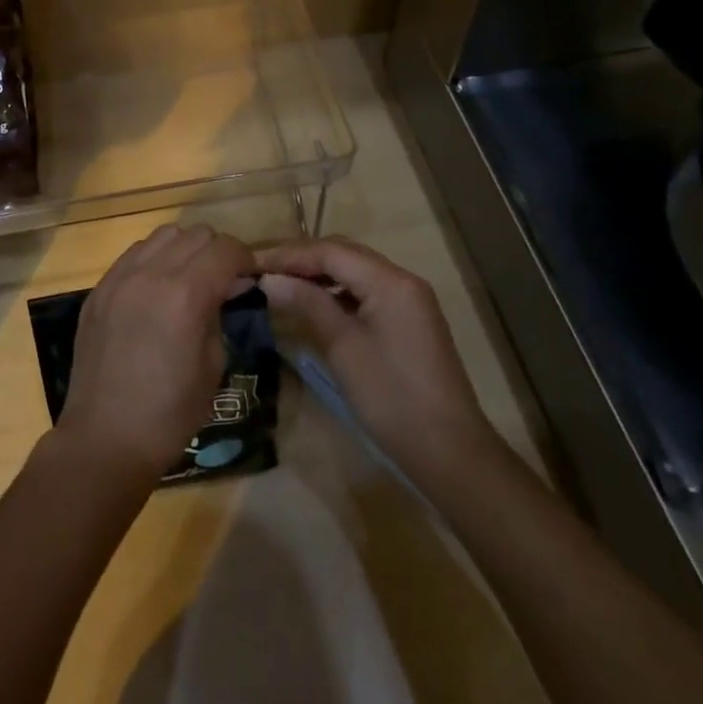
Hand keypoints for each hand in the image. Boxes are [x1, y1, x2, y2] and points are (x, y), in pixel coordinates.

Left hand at [57, 224, 255, 483]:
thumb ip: (219, 313)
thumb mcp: (213, 364)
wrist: (106, 437)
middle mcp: (150, 273)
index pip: (225, 250)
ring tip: (188, 279)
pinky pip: (133, 254)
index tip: (250, 276)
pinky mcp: (99, 288)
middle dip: (216, 251)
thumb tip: (226, 287)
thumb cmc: (170, 411)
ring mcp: (119, 277)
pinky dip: (153, 260)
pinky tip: (156, 289)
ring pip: (162, 235)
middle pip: (195, 234)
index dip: (244, 259)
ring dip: (184, 249)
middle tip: (222, 280)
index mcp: (185, 293)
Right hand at [257, 238, 497, 480]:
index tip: (253, 265)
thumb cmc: (391, 397)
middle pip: (344, 254)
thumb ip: (306, 304)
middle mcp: (402, 280)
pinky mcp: (408, 319)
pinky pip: (366, 291)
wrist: (450, 452)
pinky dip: (337, 292)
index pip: (330, 251)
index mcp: (390, 281)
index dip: (289, 255)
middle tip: (264, 272)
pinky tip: (314, 305)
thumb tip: (268, 279)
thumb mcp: (342, 347)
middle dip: (302, 259)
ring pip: (355, 271)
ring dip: (318, 274)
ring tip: (281, 285)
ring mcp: (409, 300)